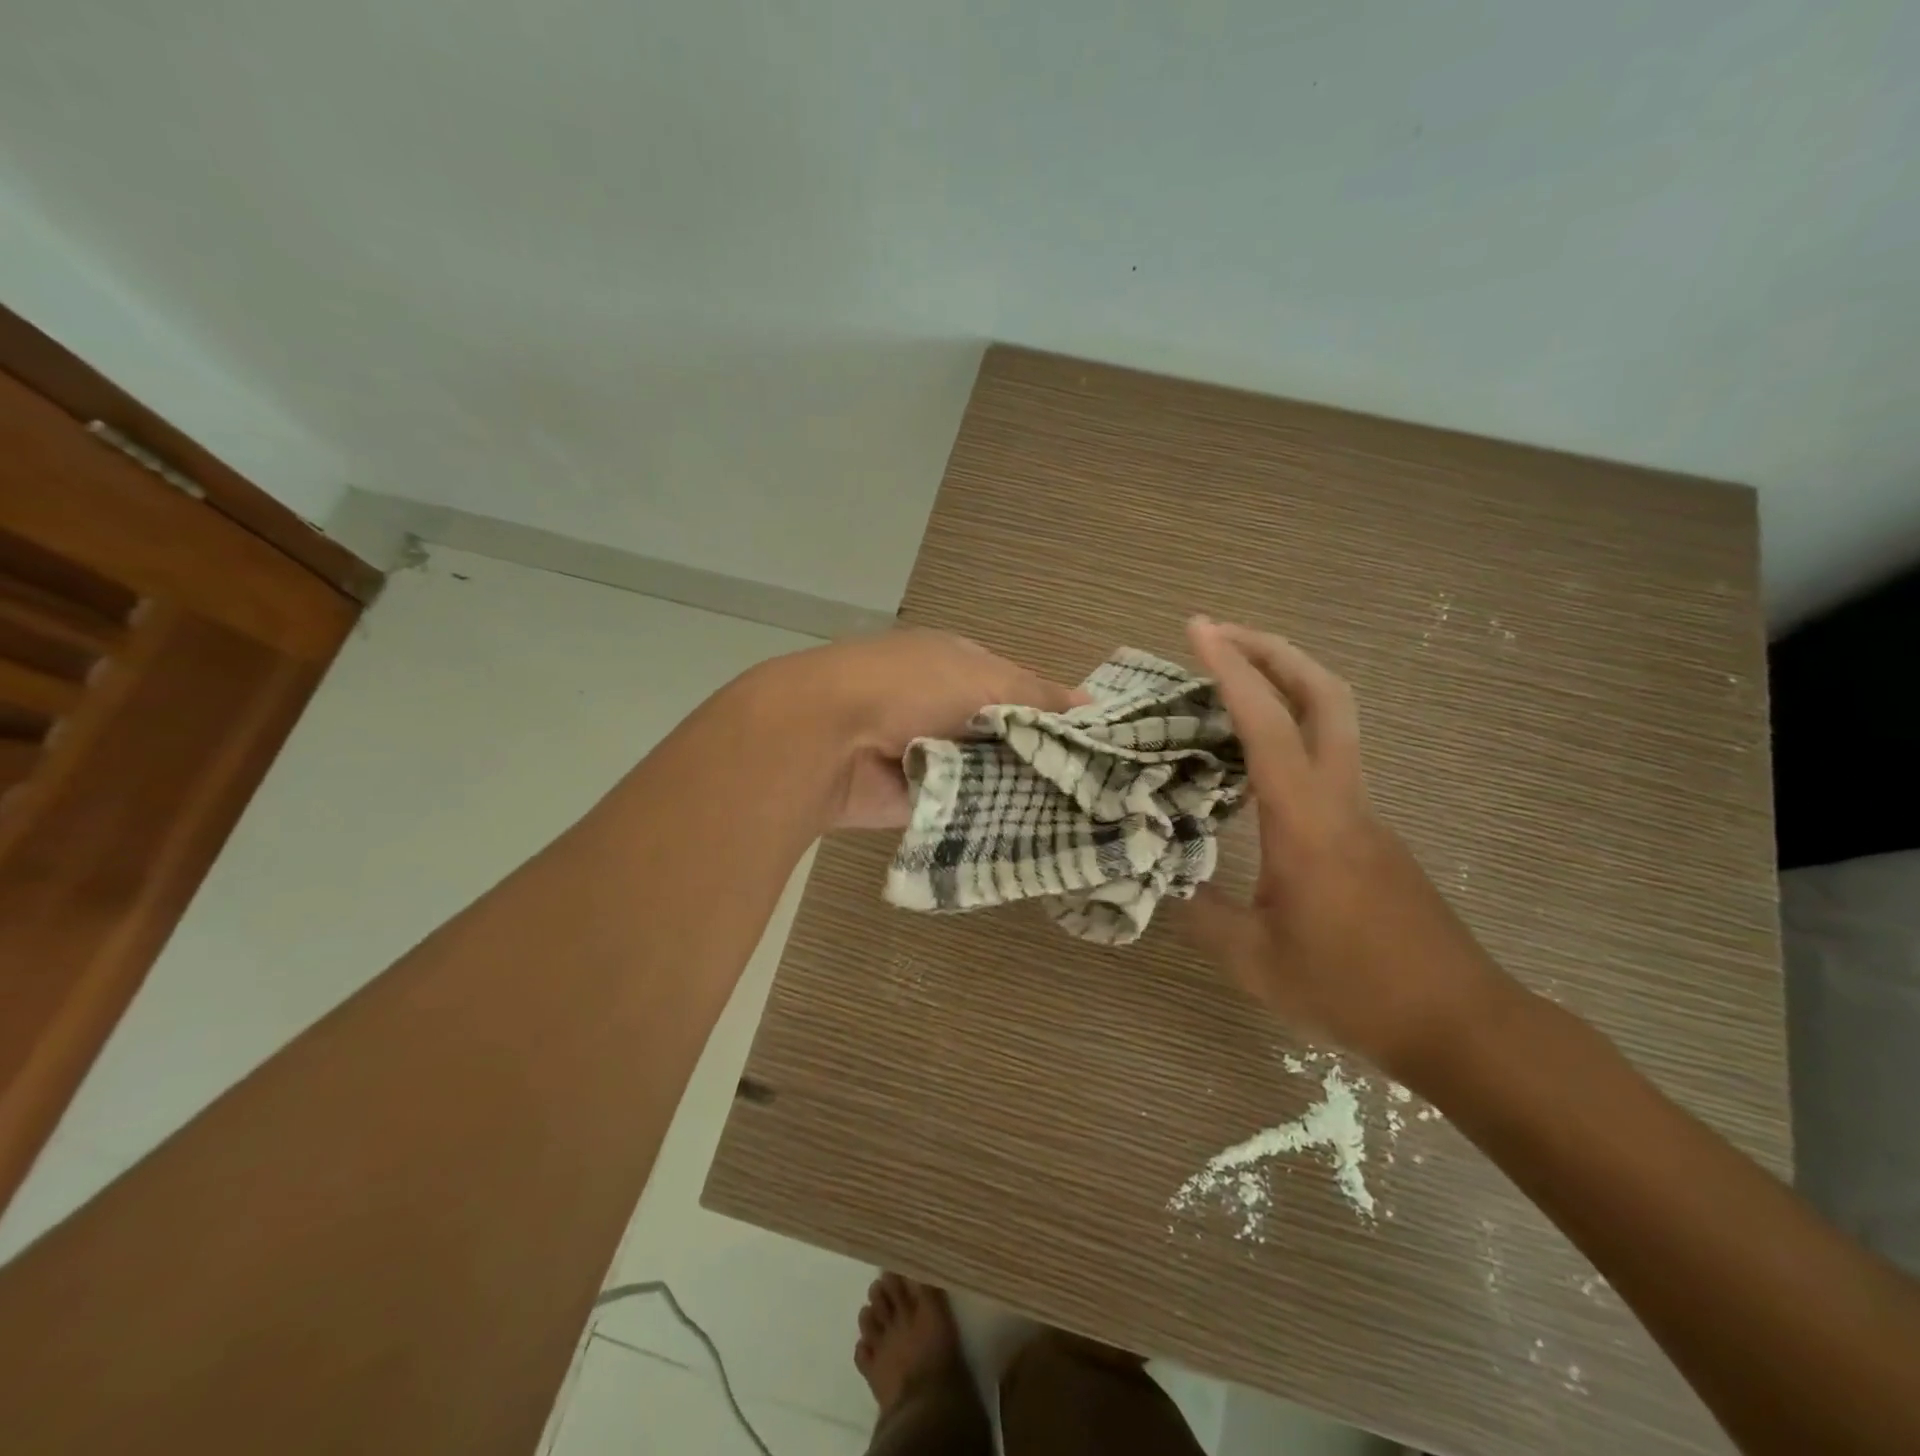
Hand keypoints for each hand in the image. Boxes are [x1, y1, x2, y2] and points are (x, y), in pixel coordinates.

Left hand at [796, 629, 1086, 829]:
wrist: (828, 738)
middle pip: (1007, 736)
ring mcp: (934, 756)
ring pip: (993, 776)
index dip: (1056, 713)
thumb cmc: (910, 687)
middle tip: (1104, 787)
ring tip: (1087, 815)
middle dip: (1044, 757)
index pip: (1019, 690)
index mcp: (957, 667)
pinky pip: (971, 810)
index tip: (1100, 742)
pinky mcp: (924, 801)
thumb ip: (1036, 695)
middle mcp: (946, 709)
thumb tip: (1091, 702)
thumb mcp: (981, 676)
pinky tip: (1046, 835)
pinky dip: (998, 818)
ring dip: (1024, 790)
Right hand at [1179, 618, 1514, 1077]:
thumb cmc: (1353, 989)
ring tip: (1228, 681)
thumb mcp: (1255, 961)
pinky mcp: (1369, 829)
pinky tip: (1250, 758)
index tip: (1198, 630)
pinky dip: (1289, 727)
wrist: (1458, 1022)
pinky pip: (1327, 755)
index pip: (1268, 725)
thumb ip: (1200, 912)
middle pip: (1325, 693)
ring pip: (1333, 718)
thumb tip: (1160, 875)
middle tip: (1220, 634)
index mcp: (1306, 822)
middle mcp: (1340, 799)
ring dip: (1285, 681)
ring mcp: (1363, 810)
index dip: (1232, 670)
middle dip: (1273, 649)